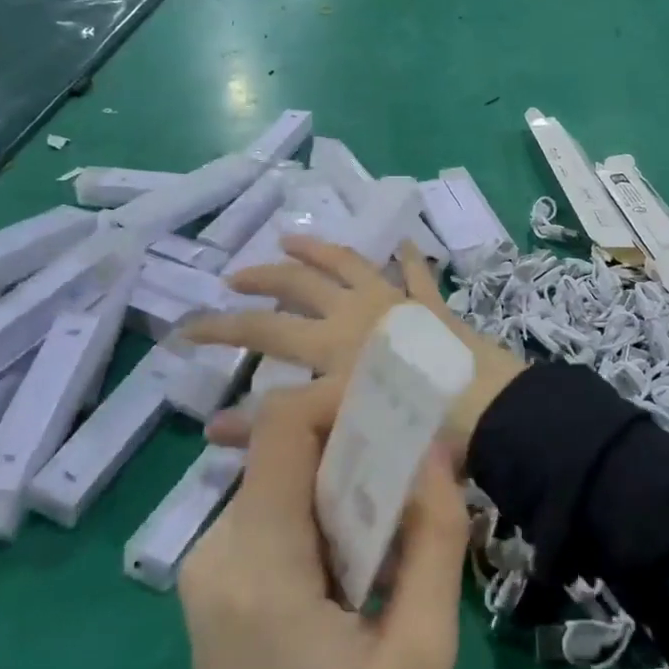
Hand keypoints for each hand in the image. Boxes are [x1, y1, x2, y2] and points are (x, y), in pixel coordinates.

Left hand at [178, 379, 468, 668]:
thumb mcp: (423, 654)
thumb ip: (434, 540)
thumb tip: (437, 450)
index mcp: (260, 566)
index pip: (281, 428)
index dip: (338, 396)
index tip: (397, 407)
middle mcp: (217, 552)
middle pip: (284, 452)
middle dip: (354, 445)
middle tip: (415, 473)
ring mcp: (208, 570)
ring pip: (281, 482)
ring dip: (341, 484)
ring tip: (396, 526)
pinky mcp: (215, 587)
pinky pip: (272, 517)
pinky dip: (320, 515)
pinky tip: (359, 561)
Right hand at [185, 236, 524, 453]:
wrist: (483, 408)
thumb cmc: (407, 423)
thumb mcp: (337, 427)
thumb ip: (277, 426)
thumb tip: (213, 430)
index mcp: (329, 342)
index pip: (260, 330)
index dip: (221, 328)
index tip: (186, 329)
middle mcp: (355, 312)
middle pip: (299, 285)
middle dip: (263, 278)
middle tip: (235, 276)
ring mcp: (396, 302)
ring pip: (350, 264)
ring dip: (319, 250)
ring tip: (292, 239)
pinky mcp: (431, 306)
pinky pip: (416, 274)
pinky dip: (409, 259)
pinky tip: (405, 244)